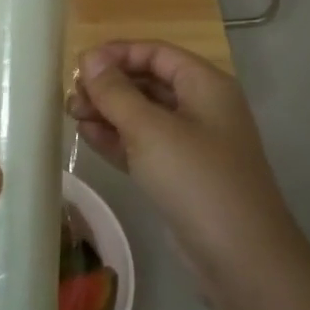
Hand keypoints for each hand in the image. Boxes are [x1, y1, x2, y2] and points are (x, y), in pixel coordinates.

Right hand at [68, 42, 308, 290]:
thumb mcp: (150, 129)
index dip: (117, 54)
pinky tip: (87, 137)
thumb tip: (89, 58)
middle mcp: (201, 108)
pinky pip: (143, 146)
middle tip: (70, 96)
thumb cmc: (196, 178)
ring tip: (71, 115)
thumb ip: (116, 92)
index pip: (156, 53)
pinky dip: (117, 139)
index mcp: (205, 85)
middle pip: (148, 82)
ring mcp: (191, 144)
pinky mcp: (179, 175)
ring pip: (143, 116)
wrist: (238, 256)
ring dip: (108, 112)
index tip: (79, 64)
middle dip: (108, 85)